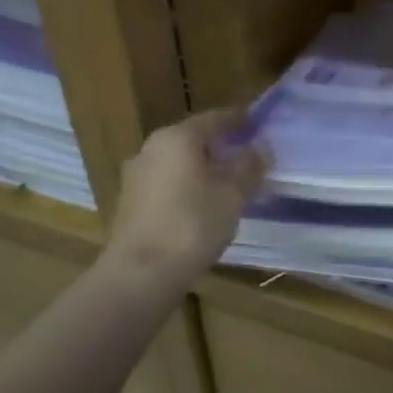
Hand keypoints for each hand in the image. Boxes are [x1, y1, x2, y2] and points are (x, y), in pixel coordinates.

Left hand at [104, 110, 266, 288]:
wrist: (141, 273)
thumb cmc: (192, 226)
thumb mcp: (233, 195)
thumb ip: (249, 167)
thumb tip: (261, 147)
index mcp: (177, 138)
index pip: (215, 118)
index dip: (240, 120)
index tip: (260, 125)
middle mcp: (152, 148)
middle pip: (194, 139)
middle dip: (222, 146)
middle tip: (250, 156)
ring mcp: (137, 176)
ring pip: (179, 162)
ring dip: (205, 168)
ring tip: (231, 183)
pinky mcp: (131, 202)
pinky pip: (168, 183)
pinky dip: (189, 185)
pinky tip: (205, 204)